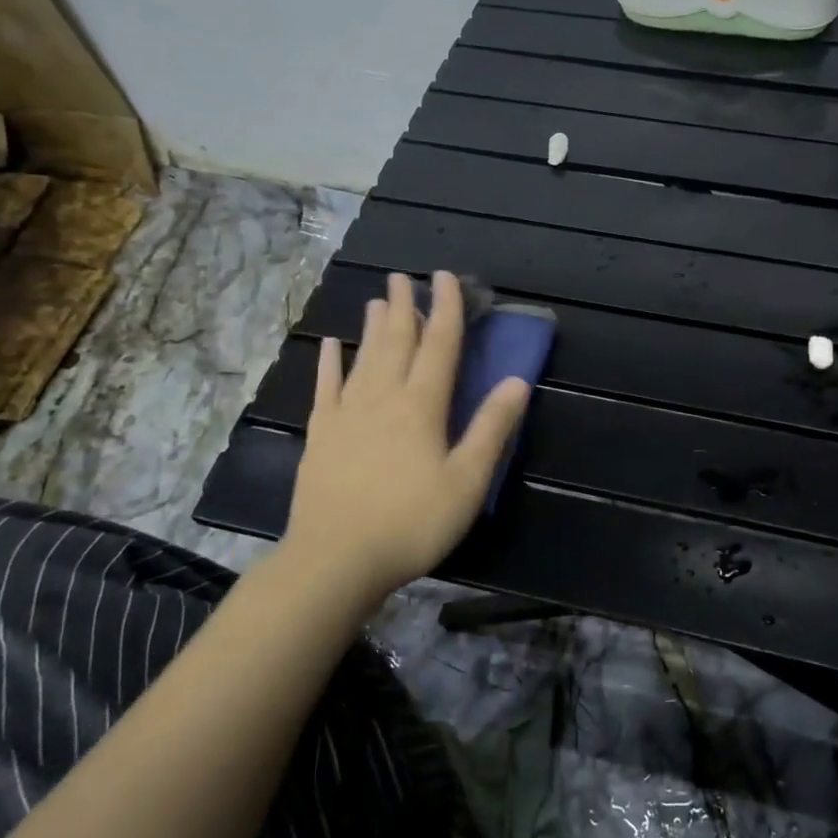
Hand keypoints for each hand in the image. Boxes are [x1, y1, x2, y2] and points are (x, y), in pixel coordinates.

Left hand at [281, 271, 530, 602]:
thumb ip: (491, 429)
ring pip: (363, 359)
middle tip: (404, 277)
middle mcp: (382, 399)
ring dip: (373, 327)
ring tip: (378, 300)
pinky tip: (330, 345)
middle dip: (405, 308)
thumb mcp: (466, 482)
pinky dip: (328, 363)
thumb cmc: (411, 523)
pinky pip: (325, 388)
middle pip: (397, 343)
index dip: (446, 309)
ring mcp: (346, 415)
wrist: (336, 559)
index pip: (439, 346)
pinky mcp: (320, 435)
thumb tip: (517, 382)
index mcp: (421, 407)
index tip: (445, 278)